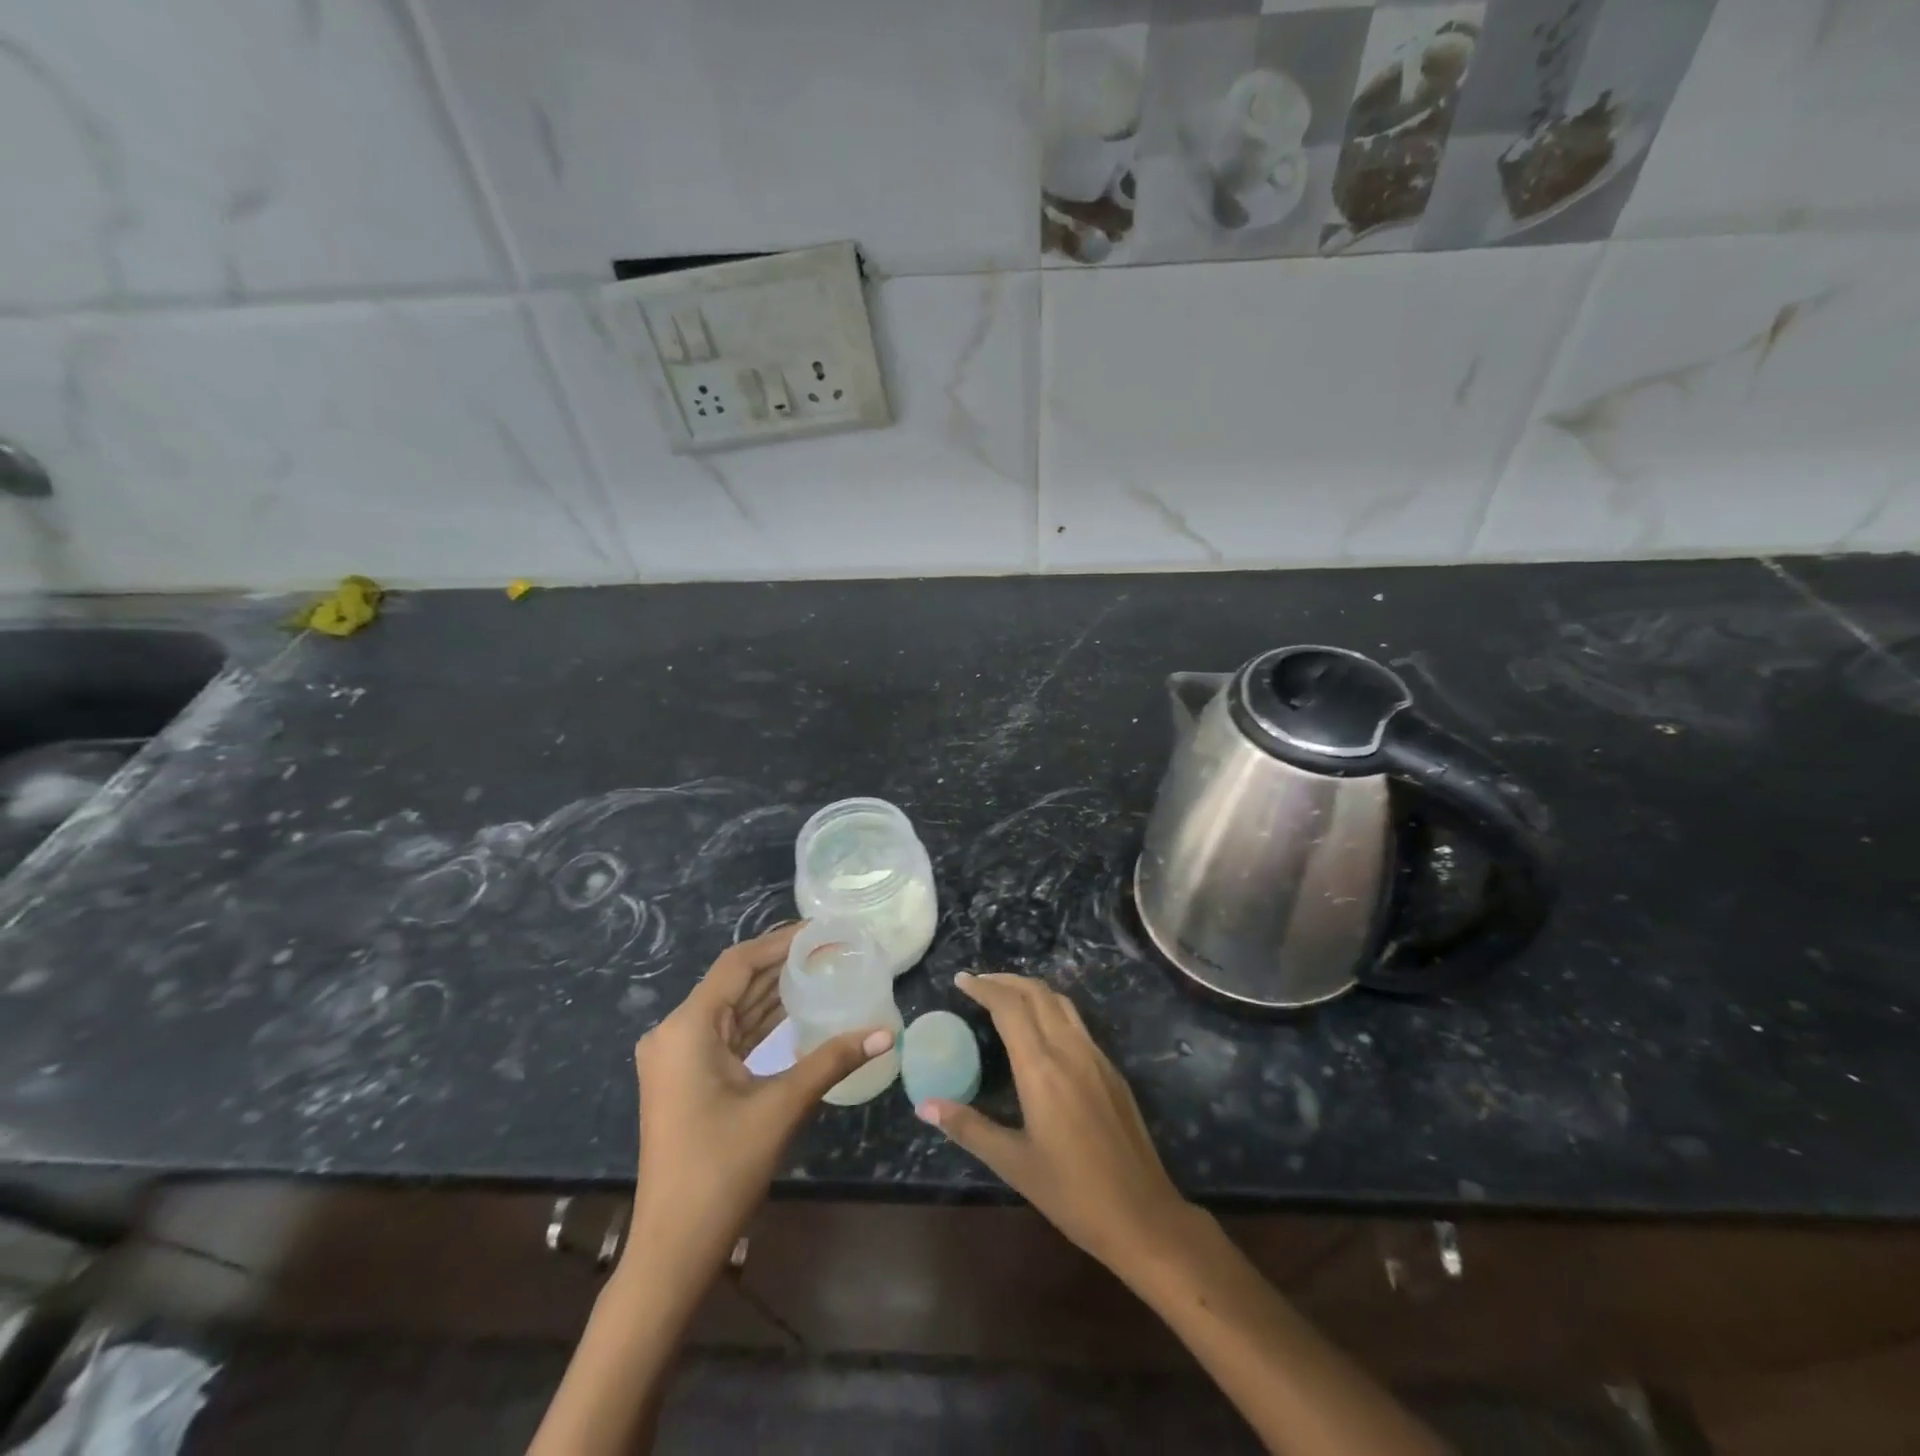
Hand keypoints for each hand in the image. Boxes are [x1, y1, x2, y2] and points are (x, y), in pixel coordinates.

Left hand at [628, 922, 892, 1273]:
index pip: (738, 964)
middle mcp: (674, 1032)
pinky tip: (795, 1012)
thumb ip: (832, 1060)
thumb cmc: (721, 1170)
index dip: (780, 942)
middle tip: (830, 949)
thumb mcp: (781, 1106)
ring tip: (821, 970)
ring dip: (772, 992)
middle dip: (781, 964)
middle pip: (734, 982)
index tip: (821, 929)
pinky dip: (759, 1022)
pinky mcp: (685, 1078)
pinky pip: (727, 1035)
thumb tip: (887, 1033)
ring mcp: (677, 1057)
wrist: (672, 1249)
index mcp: (687, 1028)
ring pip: (731, 1009)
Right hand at [917, 971, 1189, 1269]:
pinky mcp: (1111, 1070)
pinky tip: (1041, 1030)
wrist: (1143, 1214)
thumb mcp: (1013, 1163)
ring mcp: (1095, 1056)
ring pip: (1060, 1002)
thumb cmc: (1072, 1192)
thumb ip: (969, 1127)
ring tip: (1006, 997)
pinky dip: (1051, 1009)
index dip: (984, 987)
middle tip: (978, 983)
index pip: (1009, 1007)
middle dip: (1005, 980)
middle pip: (1036, 993)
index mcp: (1041, 1067)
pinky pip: (1076, 1022)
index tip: (960, 980)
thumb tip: (924, 1106)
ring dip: (1030, 990)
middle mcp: (1069, 1049)